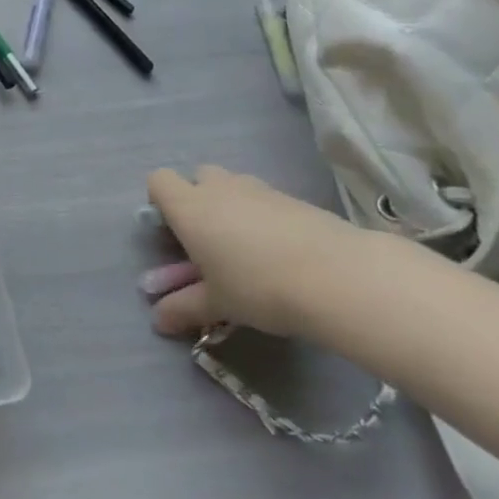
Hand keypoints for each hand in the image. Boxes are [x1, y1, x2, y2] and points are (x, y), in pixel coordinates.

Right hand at [142, 165, 362, 339]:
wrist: (340, 278)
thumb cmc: (259, 287)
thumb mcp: (218, 304)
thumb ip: (184, 308)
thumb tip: (158, 322)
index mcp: (189, 207)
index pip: (159, 181)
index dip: (161, 201)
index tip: (175, 232)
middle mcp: (219, 188)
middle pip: (198, 177)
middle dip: (200, 199)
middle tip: (212, 240)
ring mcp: (259, 189)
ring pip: (234, 186)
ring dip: (234, 207)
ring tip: (251, 248)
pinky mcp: (295, 198)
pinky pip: (267, 200)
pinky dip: (267, 217)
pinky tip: (285, 252)